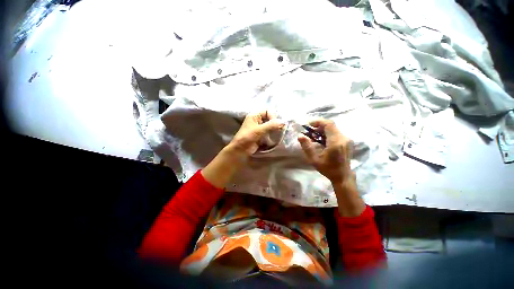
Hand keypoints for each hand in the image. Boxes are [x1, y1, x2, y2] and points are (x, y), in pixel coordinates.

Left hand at [202, 110, 283, 188]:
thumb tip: (283, 122)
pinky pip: (269, 132)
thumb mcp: (258, 130)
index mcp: (254, 115)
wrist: (240, 150)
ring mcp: (259, 128)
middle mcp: (257, 120)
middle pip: (270, 118)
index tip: (277, 124)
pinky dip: (273, 134)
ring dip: (275, 129)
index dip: (273, 116)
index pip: (268, 111)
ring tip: (278, 134)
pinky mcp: (261, 135)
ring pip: (270, 125)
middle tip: (280, 129)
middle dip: (275, 123)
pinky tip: (274, 137)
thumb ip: (270, 125)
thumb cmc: (247, 138)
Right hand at [298, 119, 364, 216]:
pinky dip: (327, 133)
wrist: (343, 176)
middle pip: (331, 125)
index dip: (318, 121)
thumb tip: (300, 136)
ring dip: (322, 130)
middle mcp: (343, 138)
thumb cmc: (328, 168)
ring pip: (333, 128)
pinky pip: (336, 133)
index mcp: (335, 142)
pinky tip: (321, 140)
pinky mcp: (347, 141)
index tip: (308, 125)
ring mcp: (346, 139)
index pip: (328, 124)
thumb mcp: (314, 159)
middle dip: (319, 126)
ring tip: (314, 137)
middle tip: (309, 132)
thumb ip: (307, 147)